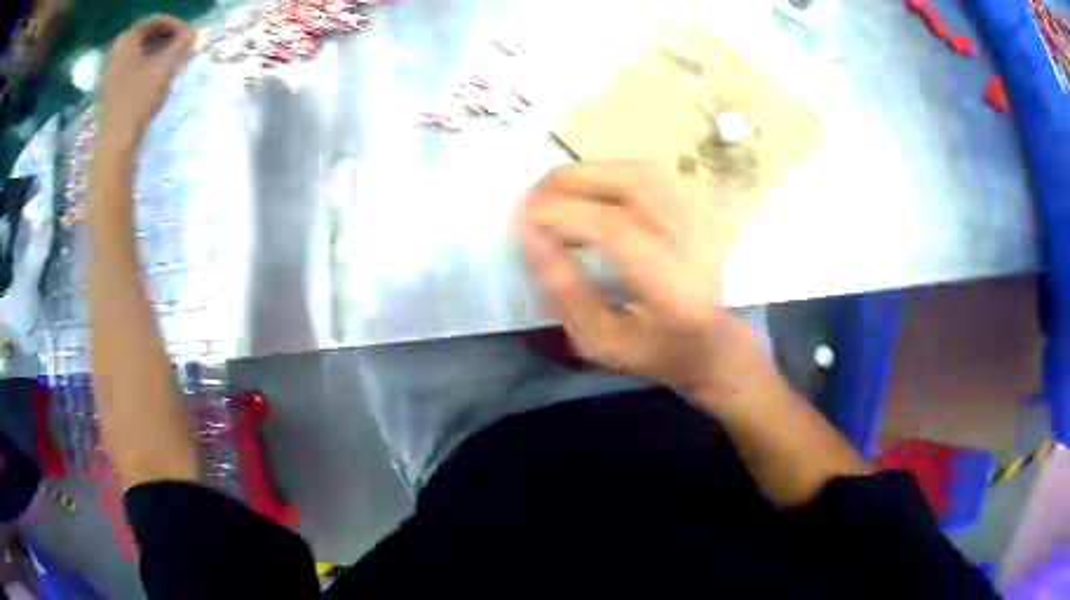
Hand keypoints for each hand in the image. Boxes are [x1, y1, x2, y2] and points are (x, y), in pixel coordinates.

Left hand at [96, 15, 194, 148]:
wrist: (115, 144)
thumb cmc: (138, 99)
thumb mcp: (166, 66)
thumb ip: (182, 43)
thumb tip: (193, 31)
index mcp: (127, 40)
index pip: (153, 21)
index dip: (173, 24)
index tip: (186, 35)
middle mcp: (115, 53)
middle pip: (143, 37)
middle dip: (163, 39)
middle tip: (178, 49)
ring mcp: (108, 75)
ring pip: (135, 55)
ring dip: (153, 55)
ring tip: (167, 66)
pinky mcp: (108, 94)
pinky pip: (128, 71)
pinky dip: (142, 70)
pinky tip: (151, 83)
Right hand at [520, 161, 755, 396]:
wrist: (711, 342)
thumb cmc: (653, 350)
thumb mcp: (601, 341)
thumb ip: (566, 293)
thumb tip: (531, 238)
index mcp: (673, 288)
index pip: (615, 230)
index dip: (563, 213)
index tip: (523, 218)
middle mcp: (695, 243)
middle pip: (633, 184)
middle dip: (572, 180)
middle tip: (533, 197)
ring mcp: (704, 220)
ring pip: (641, 170)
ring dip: (591, 173)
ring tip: (555, 191)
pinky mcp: (701, 208)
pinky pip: (652, 173)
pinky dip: (613, 172)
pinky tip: (591, 190)